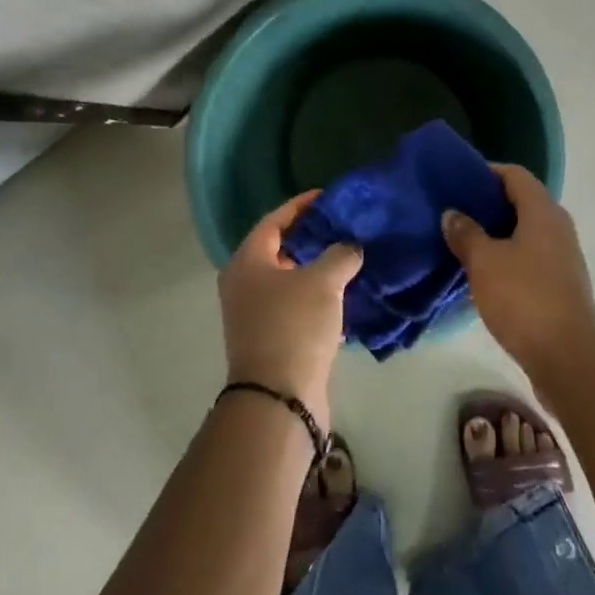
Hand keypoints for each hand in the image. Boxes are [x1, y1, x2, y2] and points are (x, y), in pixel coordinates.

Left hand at [219, 193, 361, 431]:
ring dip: (315, 267)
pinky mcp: (269, 338)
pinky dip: (315, 294)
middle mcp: (243, 284)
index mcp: (247, 261)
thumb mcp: (324, 282)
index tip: (327, 197)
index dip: (301, 206)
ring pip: (288, 279)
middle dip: (310, 236)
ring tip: (348, 255)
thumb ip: (340, 254)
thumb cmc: (295, 326)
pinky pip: (293, 304)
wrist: (278, 398)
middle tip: (341, 225)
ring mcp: (253, 313)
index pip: (274, 220)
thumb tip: (351, 246)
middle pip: (278, 249)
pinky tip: (343, 293)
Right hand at [442, 165, 594, 383]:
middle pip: (522, 201)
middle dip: (488, 203)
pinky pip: (531, 255)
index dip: (486, 172)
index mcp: (543, 212)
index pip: (515, 174)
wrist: (568, 359)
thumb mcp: (484, 263)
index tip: (457, 180)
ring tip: (464, 241)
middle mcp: (559, 227)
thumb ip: (466, 233)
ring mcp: (563, 257)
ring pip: (526, 230)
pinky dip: (508, 255)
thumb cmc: (524, 299)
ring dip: (496, 232)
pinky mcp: (561, 284)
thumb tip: (453, 213)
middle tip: (455, 211)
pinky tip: (484, 272)